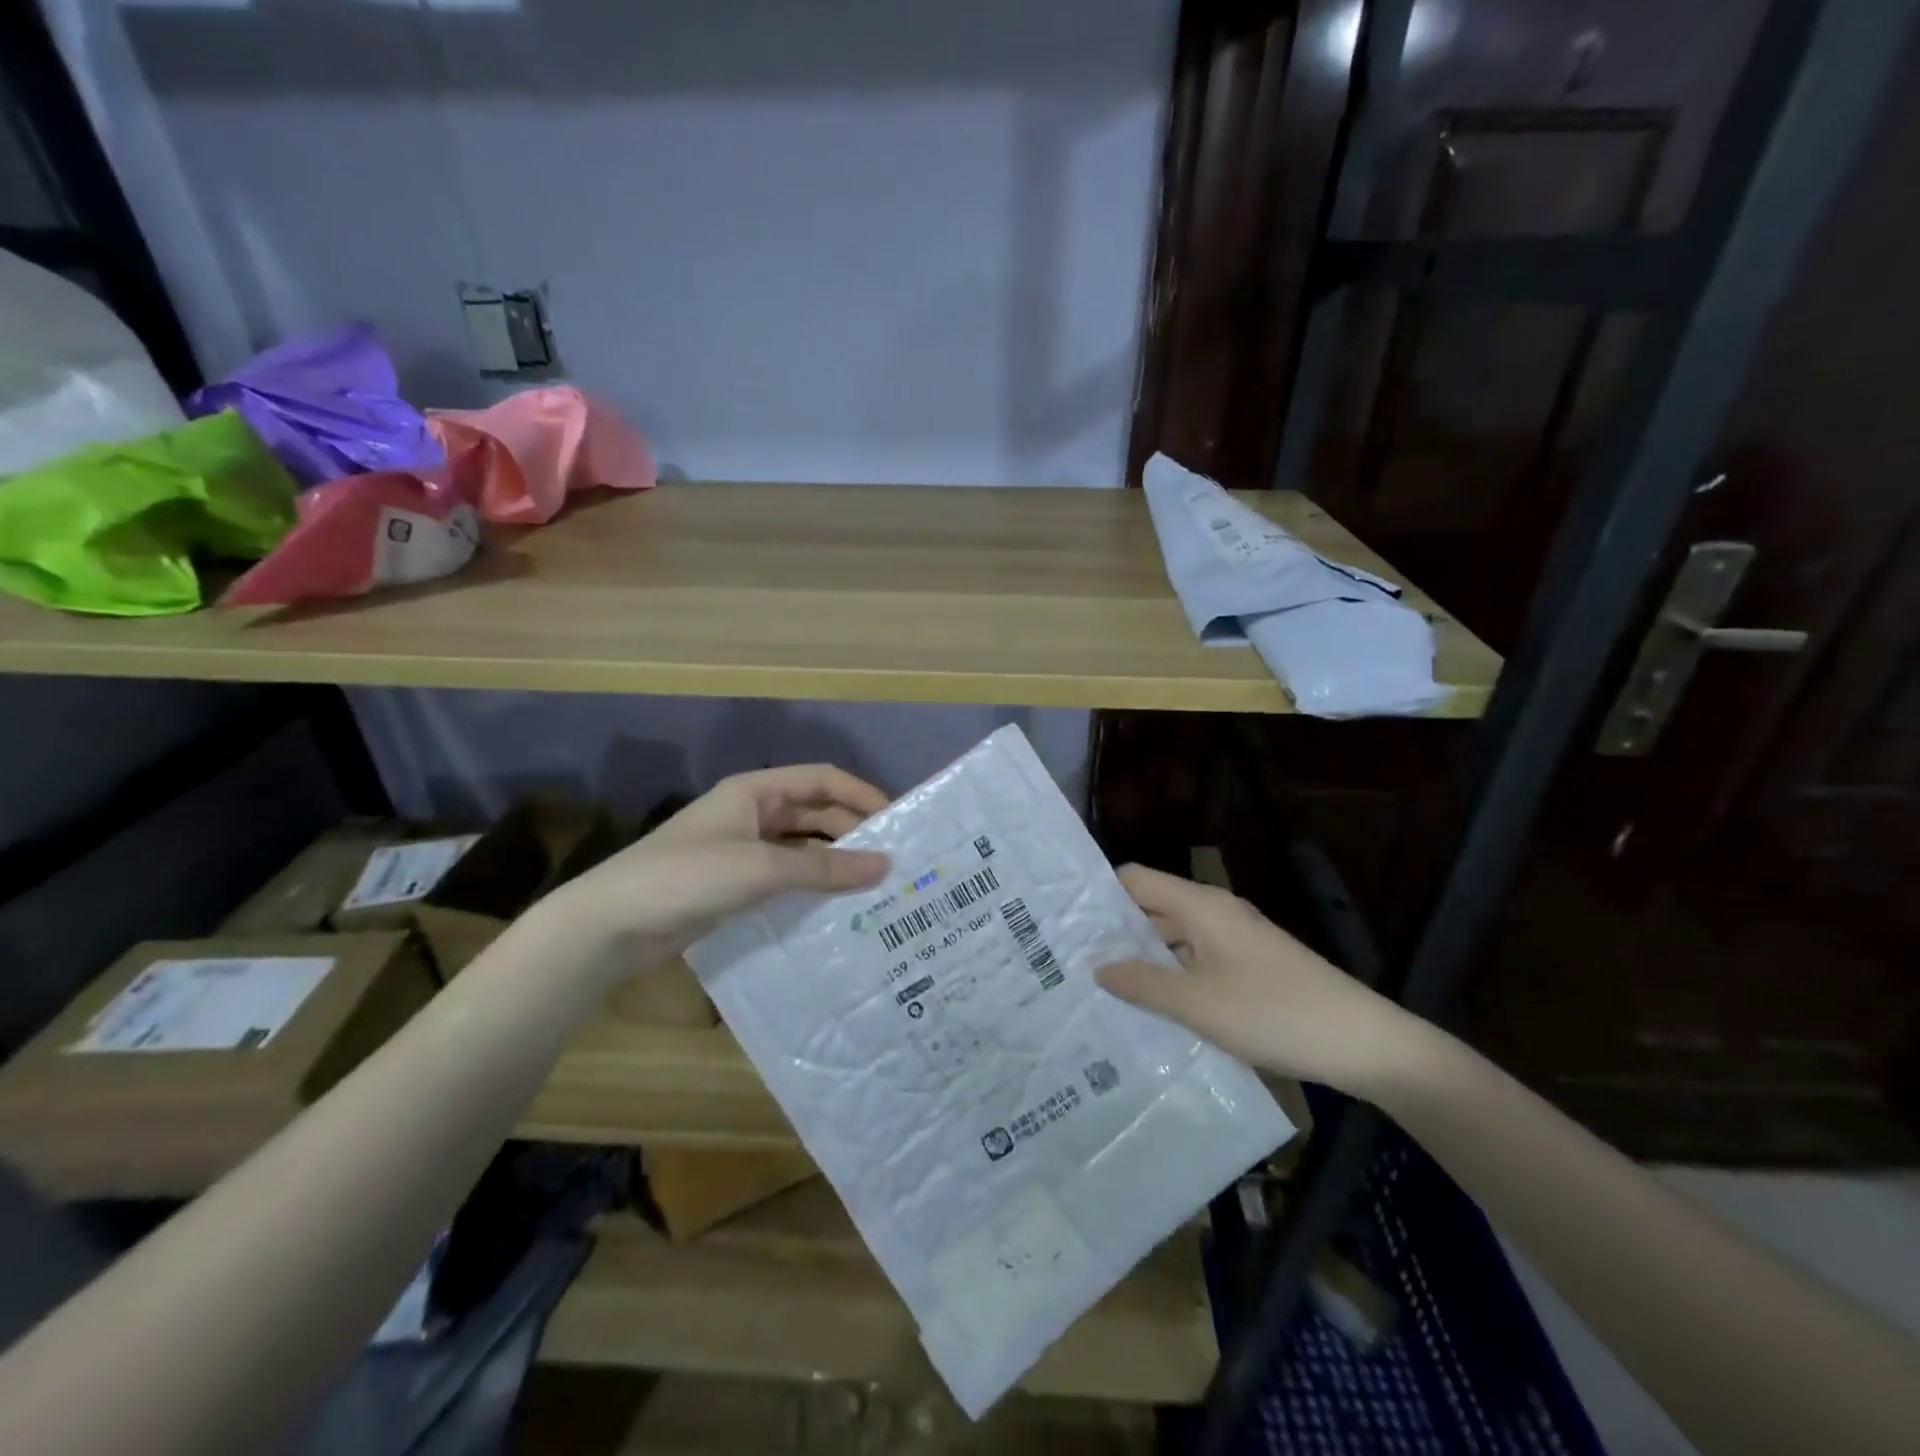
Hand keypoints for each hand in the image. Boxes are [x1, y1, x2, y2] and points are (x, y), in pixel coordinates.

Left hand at [548, 765, 890, 980]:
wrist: (610, 925)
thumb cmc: (686, 877)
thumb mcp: (760, 868)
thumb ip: (823, 867)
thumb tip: (884, 865)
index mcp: (755, 792)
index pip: (821, 779)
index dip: (861, 794)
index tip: (898, 821)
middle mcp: (751, 814)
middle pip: (815, 812)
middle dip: (853, 831)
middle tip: (893, 860)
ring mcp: (741, 850)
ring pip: (802, 848)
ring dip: (834, 862)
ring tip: (875, 886)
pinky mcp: (734, 885)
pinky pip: (785, 877)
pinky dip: (811, 887)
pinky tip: (836, 908)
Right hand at [1096, 864, 1422, 1096]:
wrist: (1363, 1043)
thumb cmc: (1273, 1013)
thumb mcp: (1197, 1003)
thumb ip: (1142, 983)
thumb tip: (1098, 967)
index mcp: (1200, 905)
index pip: (1134, 879)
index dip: (1099, 895)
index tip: (1065, 922)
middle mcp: (1215, 912)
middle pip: (1152, 906)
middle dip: (1115, 930)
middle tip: (1072, 960)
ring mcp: (1236, 939)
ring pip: (1175, 936)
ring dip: (1143, 956)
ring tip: (1103, 986)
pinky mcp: (1250, 965)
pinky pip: (1197, 958)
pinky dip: (1172, 973)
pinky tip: (1154, 1005)